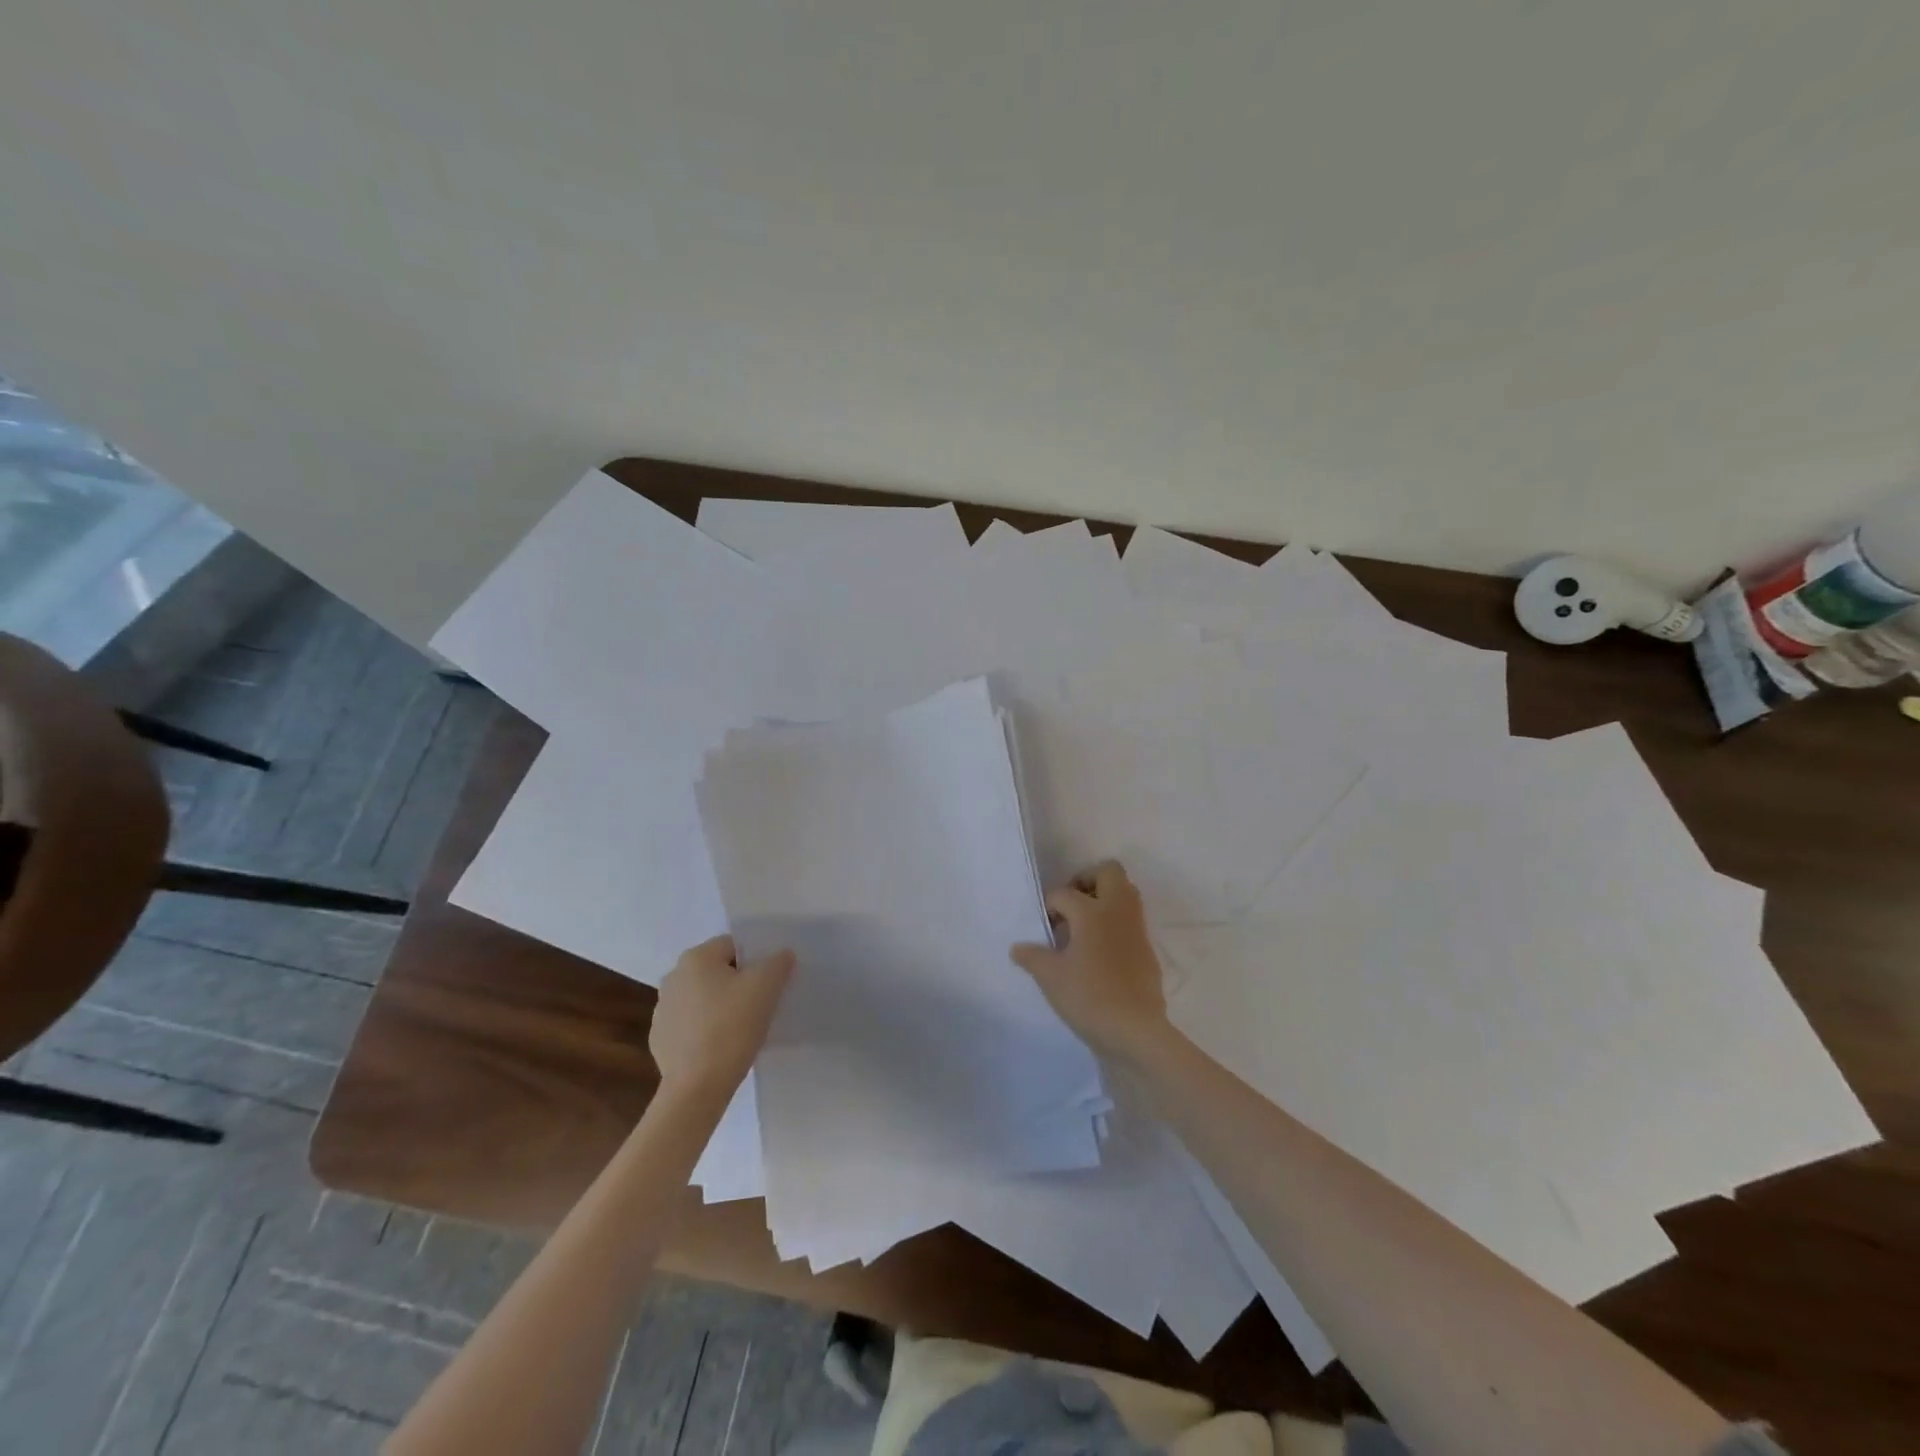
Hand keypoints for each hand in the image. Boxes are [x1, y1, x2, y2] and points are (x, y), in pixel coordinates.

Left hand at [649, 936, 793, 1096]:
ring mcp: (662, 1010)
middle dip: (739, 983)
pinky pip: (692, 1024)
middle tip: (761, 1004)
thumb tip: (781, 955)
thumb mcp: (766, 987)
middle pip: (718, 971)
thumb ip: (778, 962)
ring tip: (743, 1028)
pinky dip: (707, 1029)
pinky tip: (722, 1047)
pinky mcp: (660, 1039)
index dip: (756, 961)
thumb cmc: (731, 1027)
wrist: (696, 1089)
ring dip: (722, 1006)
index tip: (770, 983)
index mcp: (695, 958)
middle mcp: (673, 977)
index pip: (734, 946)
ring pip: (704, 997)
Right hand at [1011, 861, 1170, 1060]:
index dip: (1049, 905)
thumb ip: (1032, 957)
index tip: (1043, 926)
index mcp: (1092, 911)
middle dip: (1087, 880)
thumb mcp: (1051, 978)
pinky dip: (1115, 924)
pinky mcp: (1147, 949)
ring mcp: (1136, 928)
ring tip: (1083, 927)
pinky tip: (1099, 952)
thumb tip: (1017, 947)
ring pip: (1125, 893)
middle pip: (1109, 872)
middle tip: (1070, 905)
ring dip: (1104, 899)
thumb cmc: (1089, 997)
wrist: (1136, 1031)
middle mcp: (1117, 911)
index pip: (1064, 894)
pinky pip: (1131, 920)